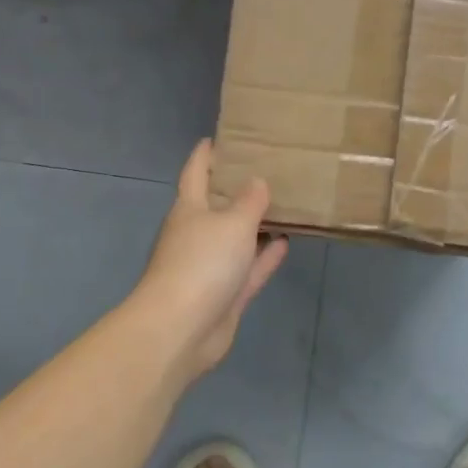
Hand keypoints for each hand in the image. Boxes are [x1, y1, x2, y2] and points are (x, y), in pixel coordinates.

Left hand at [135, 140, 288, 380]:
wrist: (181, 329)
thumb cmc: (202, 263)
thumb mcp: (232, 223)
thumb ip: (250, 201)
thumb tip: (257, 181)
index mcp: (189, 209)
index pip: (195, 173)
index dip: (205, 155)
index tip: (217, 138)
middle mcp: (197, 234)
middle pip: (217, 205)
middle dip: (237, 189)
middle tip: (267, 169)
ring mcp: (210, 266)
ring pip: (237, 238)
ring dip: (257, 224)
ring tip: (284, 204)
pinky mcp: (225, 294)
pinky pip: (250, 268)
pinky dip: (266, 255)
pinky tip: (287, 241)